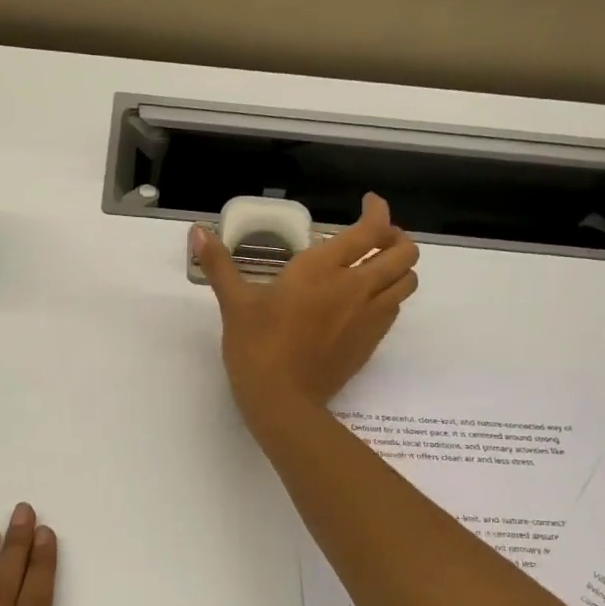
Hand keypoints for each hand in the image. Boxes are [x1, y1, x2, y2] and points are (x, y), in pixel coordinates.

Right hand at [191, 193, 418, 426]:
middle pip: (404, 251)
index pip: (371, 229)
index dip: (379, 211)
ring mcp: (369, 316)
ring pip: (408, 280)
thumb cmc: (255, 347)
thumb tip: (197, 232)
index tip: (369, 204)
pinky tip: (366, 301)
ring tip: (376, 267)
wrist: (282, 401)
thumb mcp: (235, 303)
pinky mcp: (371, 342)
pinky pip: (395, 308)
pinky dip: (390, 295)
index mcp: (321, 269)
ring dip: (398, 267)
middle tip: (375, 238)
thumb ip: (219, 264)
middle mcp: (355, 286)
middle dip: (396, 238)